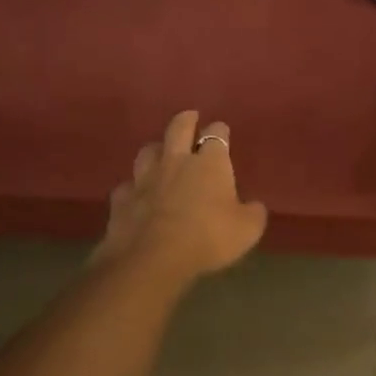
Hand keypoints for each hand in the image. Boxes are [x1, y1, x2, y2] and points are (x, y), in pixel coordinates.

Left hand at [97, 111, 268, 283]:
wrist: (152, 259)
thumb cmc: (208, 238)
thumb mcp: (247, 230)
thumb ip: (253, 213)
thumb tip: (254, 206)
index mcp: (210, 164)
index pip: (216, 135)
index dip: (220, 131)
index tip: (222, 131)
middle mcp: (176, 162)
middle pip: (178, 129)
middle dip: (186, 120)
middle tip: (190, 117)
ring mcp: (145, 179)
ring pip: (148, 151)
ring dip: (156, 149)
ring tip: (161, 153)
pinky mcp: (122, 200)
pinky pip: (127, 186)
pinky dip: (134, 187)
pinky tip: (136, 194)